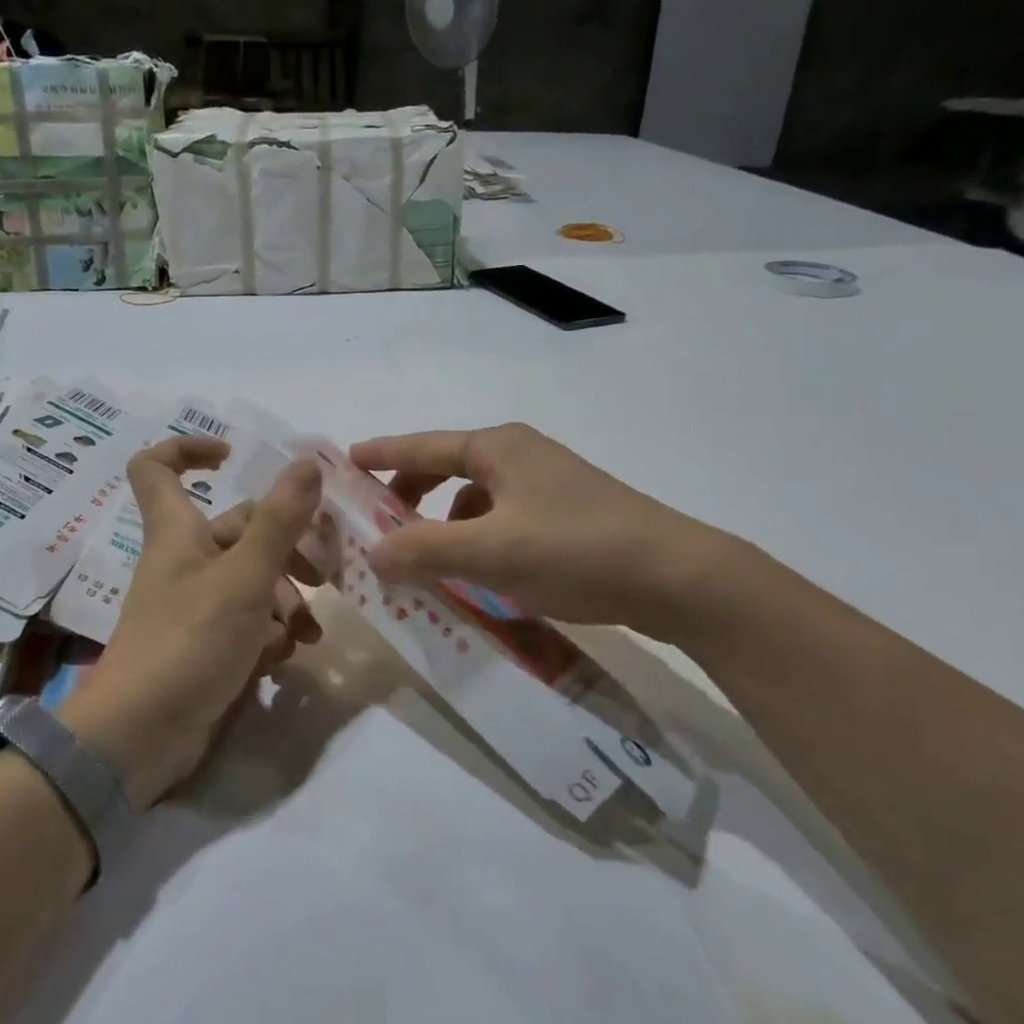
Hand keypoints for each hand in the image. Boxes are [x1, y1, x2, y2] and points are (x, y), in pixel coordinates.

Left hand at [60, 437, 322, 806]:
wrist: (142, 736)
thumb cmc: (189, 642)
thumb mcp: (244, 578)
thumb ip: (279, 521)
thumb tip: (306, 461)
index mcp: (178, 532)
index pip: (157, 467)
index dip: (189, 449)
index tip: (235, 456)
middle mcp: (185, 561)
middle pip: (239, 529)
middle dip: (287, 547)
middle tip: (324, 574)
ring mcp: (195, 605)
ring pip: (253, 579)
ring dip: (288, 598)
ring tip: (309, 630)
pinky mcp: (207, 643)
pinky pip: (248, 621)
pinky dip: (271, 632)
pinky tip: (288, 655)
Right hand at [349, 423, 739, 641]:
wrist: (677, 577)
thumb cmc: (574, 550)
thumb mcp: (488, 553)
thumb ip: (422, 551)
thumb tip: (370, 552)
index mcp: (497, 449)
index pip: (422, 446)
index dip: (382, 454)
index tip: (345, 462)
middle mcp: (520, 456)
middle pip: (446, 469)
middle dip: (410, 497)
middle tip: (380, 527)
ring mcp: (548, 485)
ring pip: (475, 500)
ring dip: (444, 525)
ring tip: (427, 562)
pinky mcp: (567, 515)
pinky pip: (502, 521)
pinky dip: (478, 541)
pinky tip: (480, 576)